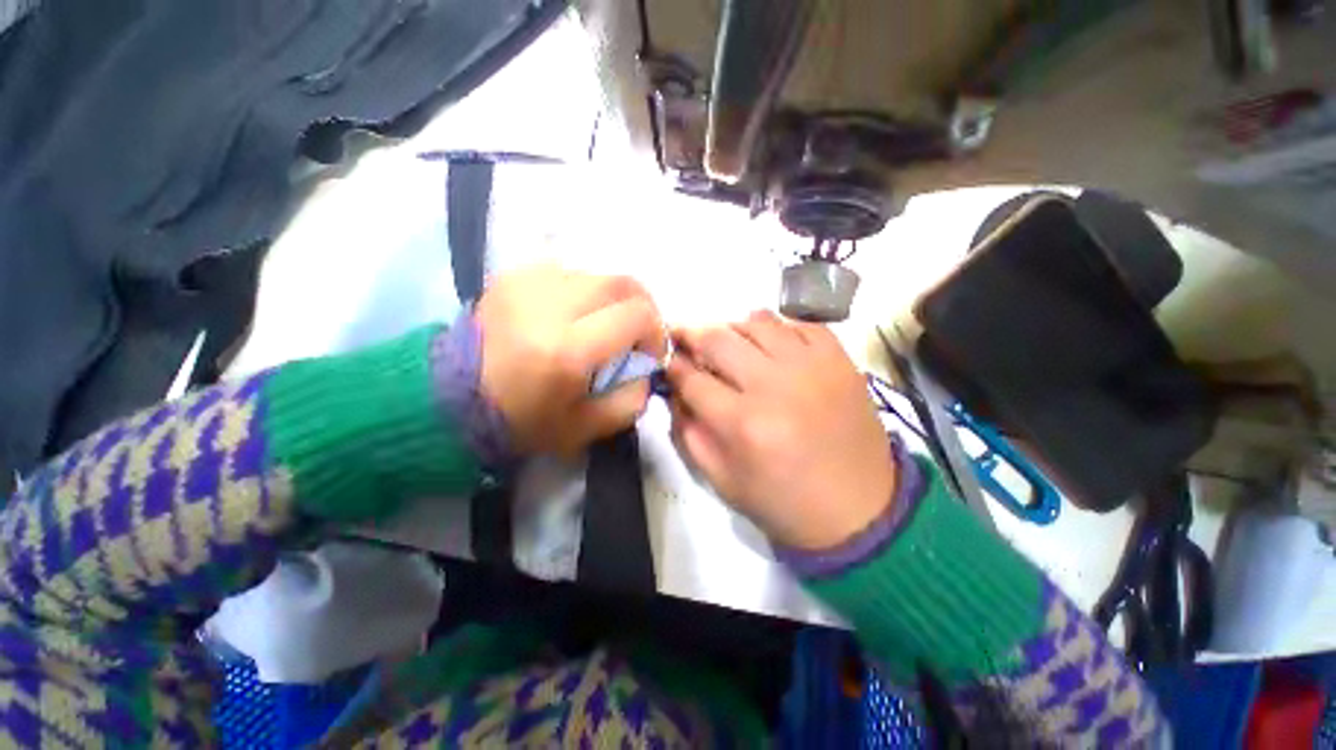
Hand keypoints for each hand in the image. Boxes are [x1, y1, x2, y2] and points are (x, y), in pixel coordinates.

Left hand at [476, 265, 666, 456]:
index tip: (649, 352)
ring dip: (613, 299)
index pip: (636, 315)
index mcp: (568, 350)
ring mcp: (528, 283)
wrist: (449, 398)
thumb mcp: (586, 428)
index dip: (656, 331)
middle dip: (643, 307)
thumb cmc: (521, 420)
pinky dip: (585, 291)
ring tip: (606, 324)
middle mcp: (550, 305)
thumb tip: (647, 367)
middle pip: (623, 282)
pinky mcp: (513, 275)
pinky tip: (576, 314)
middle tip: (638, 332)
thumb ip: (631, 399)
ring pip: (598, 273)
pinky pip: (569, 271)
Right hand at [667, 311, 894, 549]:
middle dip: (691, 335)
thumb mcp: (722, 480)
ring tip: (731, 344)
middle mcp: (774, 385)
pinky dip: (778, 329)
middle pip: (718, 339)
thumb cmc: (783, 502)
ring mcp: (811, 366)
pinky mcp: (840, 359)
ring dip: (734, 329)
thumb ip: (688, 432)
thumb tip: (675, 391)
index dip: (672, 366)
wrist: (860, 510)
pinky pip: (800, 323)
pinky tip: (773, 347)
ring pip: (758, 322)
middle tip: (684, 337)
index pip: (691, 378)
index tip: (667, 360)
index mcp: (743, 423)